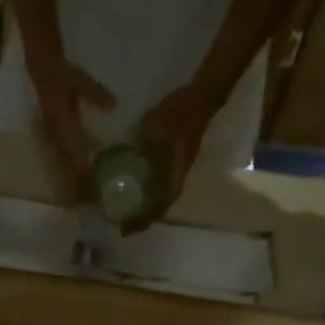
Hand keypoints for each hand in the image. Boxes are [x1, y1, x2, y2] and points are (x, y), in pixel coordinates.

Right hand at [27, 53, 116, 199]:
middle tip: (93, 204)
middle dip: (79, 187)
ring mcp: (54, 141)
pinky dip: (72, 172)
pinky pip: (64, 161)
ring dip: (74, 183)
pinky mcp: (55, 140)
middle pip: (68, 169)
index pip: (75, 158)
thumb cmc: (61, 75)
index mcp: (62, 127)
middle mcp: (57, 139)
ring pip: (65, 168)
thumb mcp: (78, 79)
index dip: (84, 176)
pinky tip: (82, 179)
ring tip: (86, 199)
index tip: (94, 192)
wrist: (40, 70)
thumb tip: (113, 106)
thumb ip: (94, 94)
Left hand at [126, 84, 214, 232]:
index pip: (163, 203)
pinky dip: (147, 192)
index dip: (146, 218)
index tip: (128, 228)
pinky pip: (159, 183)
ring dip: (145, 208)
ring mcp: (176, 169)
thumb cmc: (181, 111)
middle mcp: (178, 175)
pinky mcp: (173, 161)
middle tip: (123, 226)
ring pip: (161, 196)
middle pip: (162, 206)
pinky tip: (133, 191)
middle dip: (143, 219)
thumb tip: (124, 155)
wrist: (201, 96)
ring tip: (126, 214)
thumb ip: (141, 139)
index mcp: (176, 171)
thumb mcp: (156, 123)